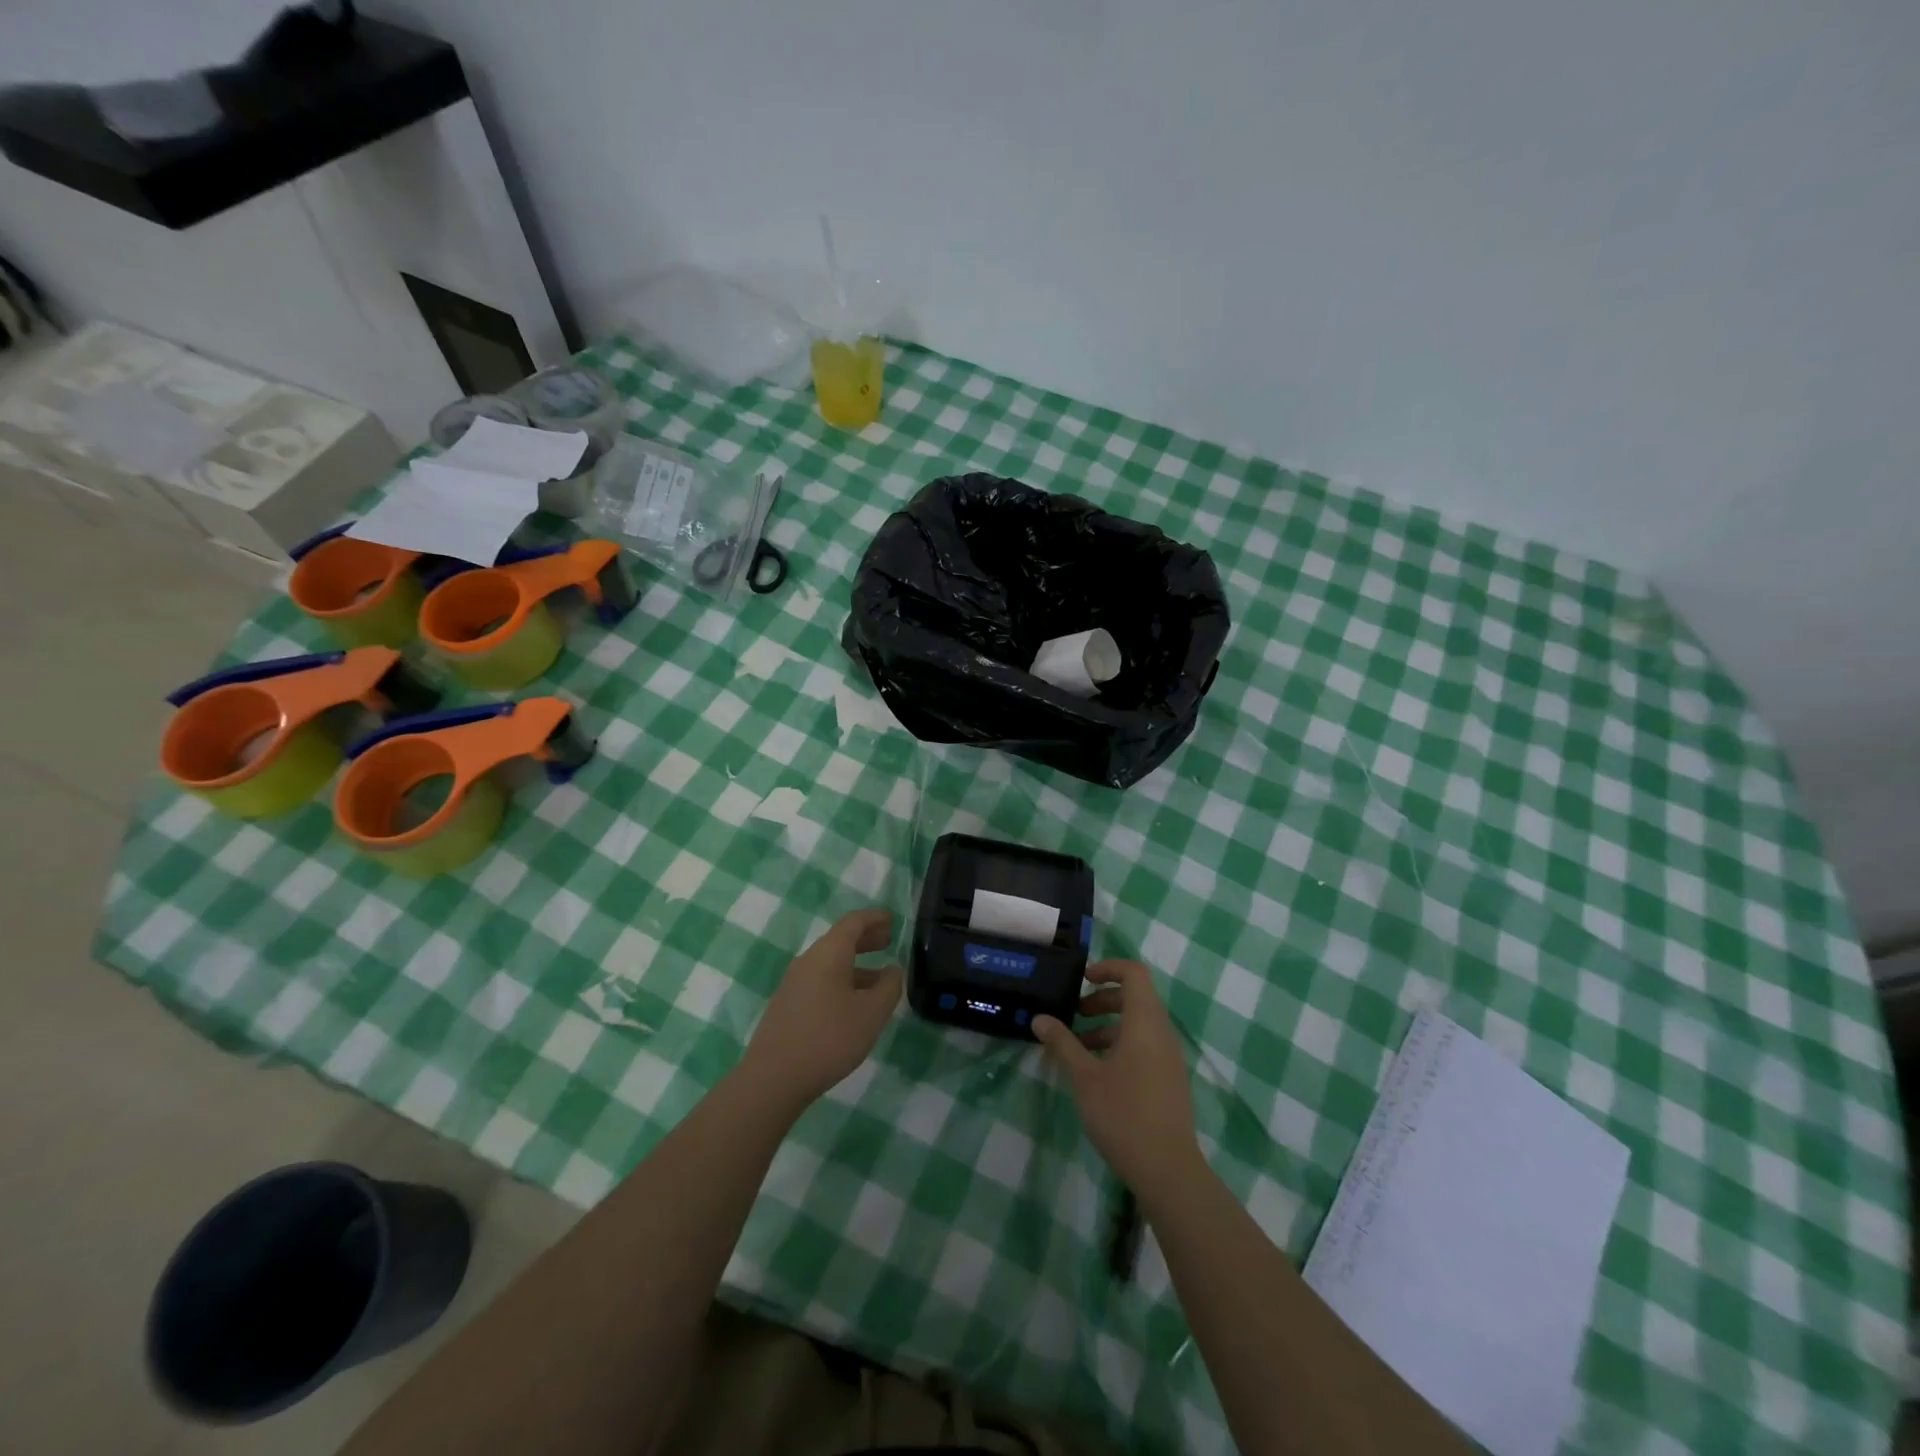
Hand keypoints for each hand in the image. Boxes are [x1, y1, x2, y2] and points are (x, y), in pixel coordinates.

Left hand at [741, 909, 902, 1112]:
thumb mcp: (871, 1014)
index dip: (874, 918)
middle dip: (866, 939)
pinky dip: (842, 981)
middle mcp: (808, 961)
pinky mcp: (787, 1005)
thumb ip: (888, 987)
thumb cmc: (829, 1038)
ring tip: (880, 979)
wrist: (773, 1078)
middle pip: (839, 940)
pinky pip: (820, 981)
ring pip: (830, 963)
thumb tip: (893, 970)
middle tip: (889, 941)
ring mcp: (794, 983)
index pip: (853, 922)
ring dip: (856, 964)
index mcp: (828, 954)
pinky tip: (853, 1004)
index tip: (893, 919)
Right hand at [1033, 960, 1201, 1197]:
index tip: (1082, 979)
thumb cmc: (1123, 1114)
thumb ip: (1062, 1043)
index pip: (1134, 973)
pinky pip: (1144, 1045)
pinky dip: (1120, 1044)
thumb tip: (1040, 1018)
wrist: (1167, 1170)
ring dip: (1108, 1025)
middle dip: (1102, 999)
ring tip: (1077, 1046)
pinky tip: (1096, 1071)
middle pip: (1135, 997)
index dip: (1108, 968)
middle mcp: (1162, 1032)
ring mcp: (1169, 1057)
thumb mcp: (1084, 1077)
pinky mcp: (1169, 1079)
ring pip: (1138, 1024)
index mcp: (1145, 1022)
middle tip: (1074, 1014)